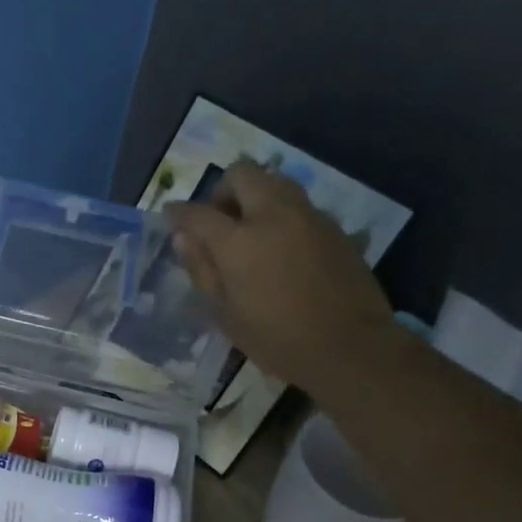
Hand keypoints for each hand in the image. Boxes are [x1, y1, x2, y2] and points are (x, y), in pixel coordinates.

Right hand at [164, 164, 395, 394]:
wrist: (351, 347)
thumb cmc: (277, 340)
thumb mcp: (226, 315)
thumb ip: (202, 270)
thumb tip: (183, 238)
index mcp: (239, 241)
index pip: (198, 212)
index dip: (178, 212)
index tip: (171, 216)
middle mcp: (273, 215)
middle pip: (242, 174)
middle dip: (222, 191)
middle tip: (217, 221)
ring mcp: (308, 216)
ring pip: (274, 181)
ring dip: (254, 195)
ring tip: (249, 230)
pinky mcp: (334, 226)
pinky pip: (298, 204)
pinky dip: (280, 213)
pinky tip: (281, 247)